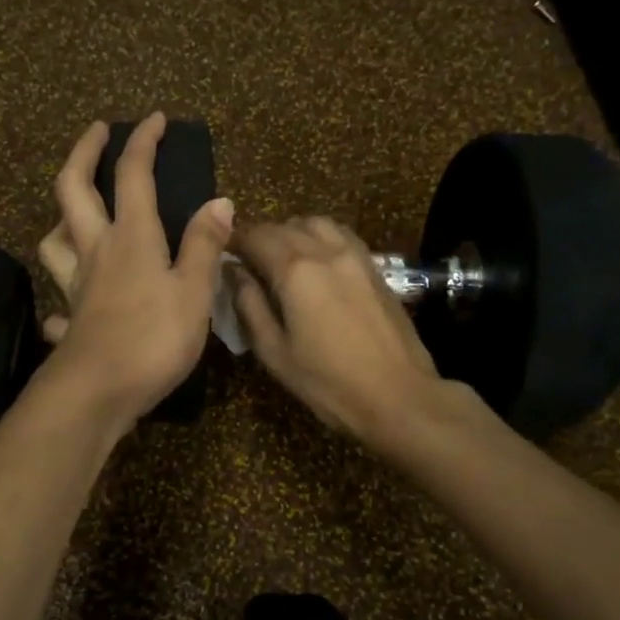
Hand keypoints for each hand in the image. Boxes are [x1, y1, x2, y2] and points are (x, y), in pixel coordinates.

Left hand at [35, 114, 234, 427]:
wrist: (97, 392)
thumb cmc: (154, 338)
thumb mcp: (194, 292)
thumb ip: (205, 246)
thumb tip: (220, 201)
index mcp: (132, 237)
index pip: (133, 174)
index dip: (143, 141)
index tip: (154, 118)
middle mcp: (96, 251)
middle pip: (73, 189)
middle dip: (84, 152)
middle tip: (97, 132)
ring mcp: (76, 285)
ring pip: (54, 238)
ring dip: (62, 215)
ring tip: (78, 210)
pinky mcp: (70, 318)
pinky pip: (60, 297)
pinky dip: (64, 292)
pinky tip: (73, 303)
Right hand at [230, 217, 453, 445]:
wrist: (398, 396)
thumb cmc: (327, 382)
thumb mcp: (274, 352)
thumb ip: (249, 306)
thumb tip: (233, 272)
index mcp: (295, 271)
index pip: (255, 236)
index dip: (234, 241)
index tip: (221, 253)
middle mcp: (325, 251)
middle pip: (285, 226)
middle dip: (260, 236)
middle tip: (246, 260)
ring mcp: (356, 256)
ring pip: (316, 223)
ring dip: (292, 231)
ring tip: (281, 256)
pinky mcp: (376, 267)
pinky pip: (341, 236)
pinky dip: (320, 238)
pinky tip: (316, 262)